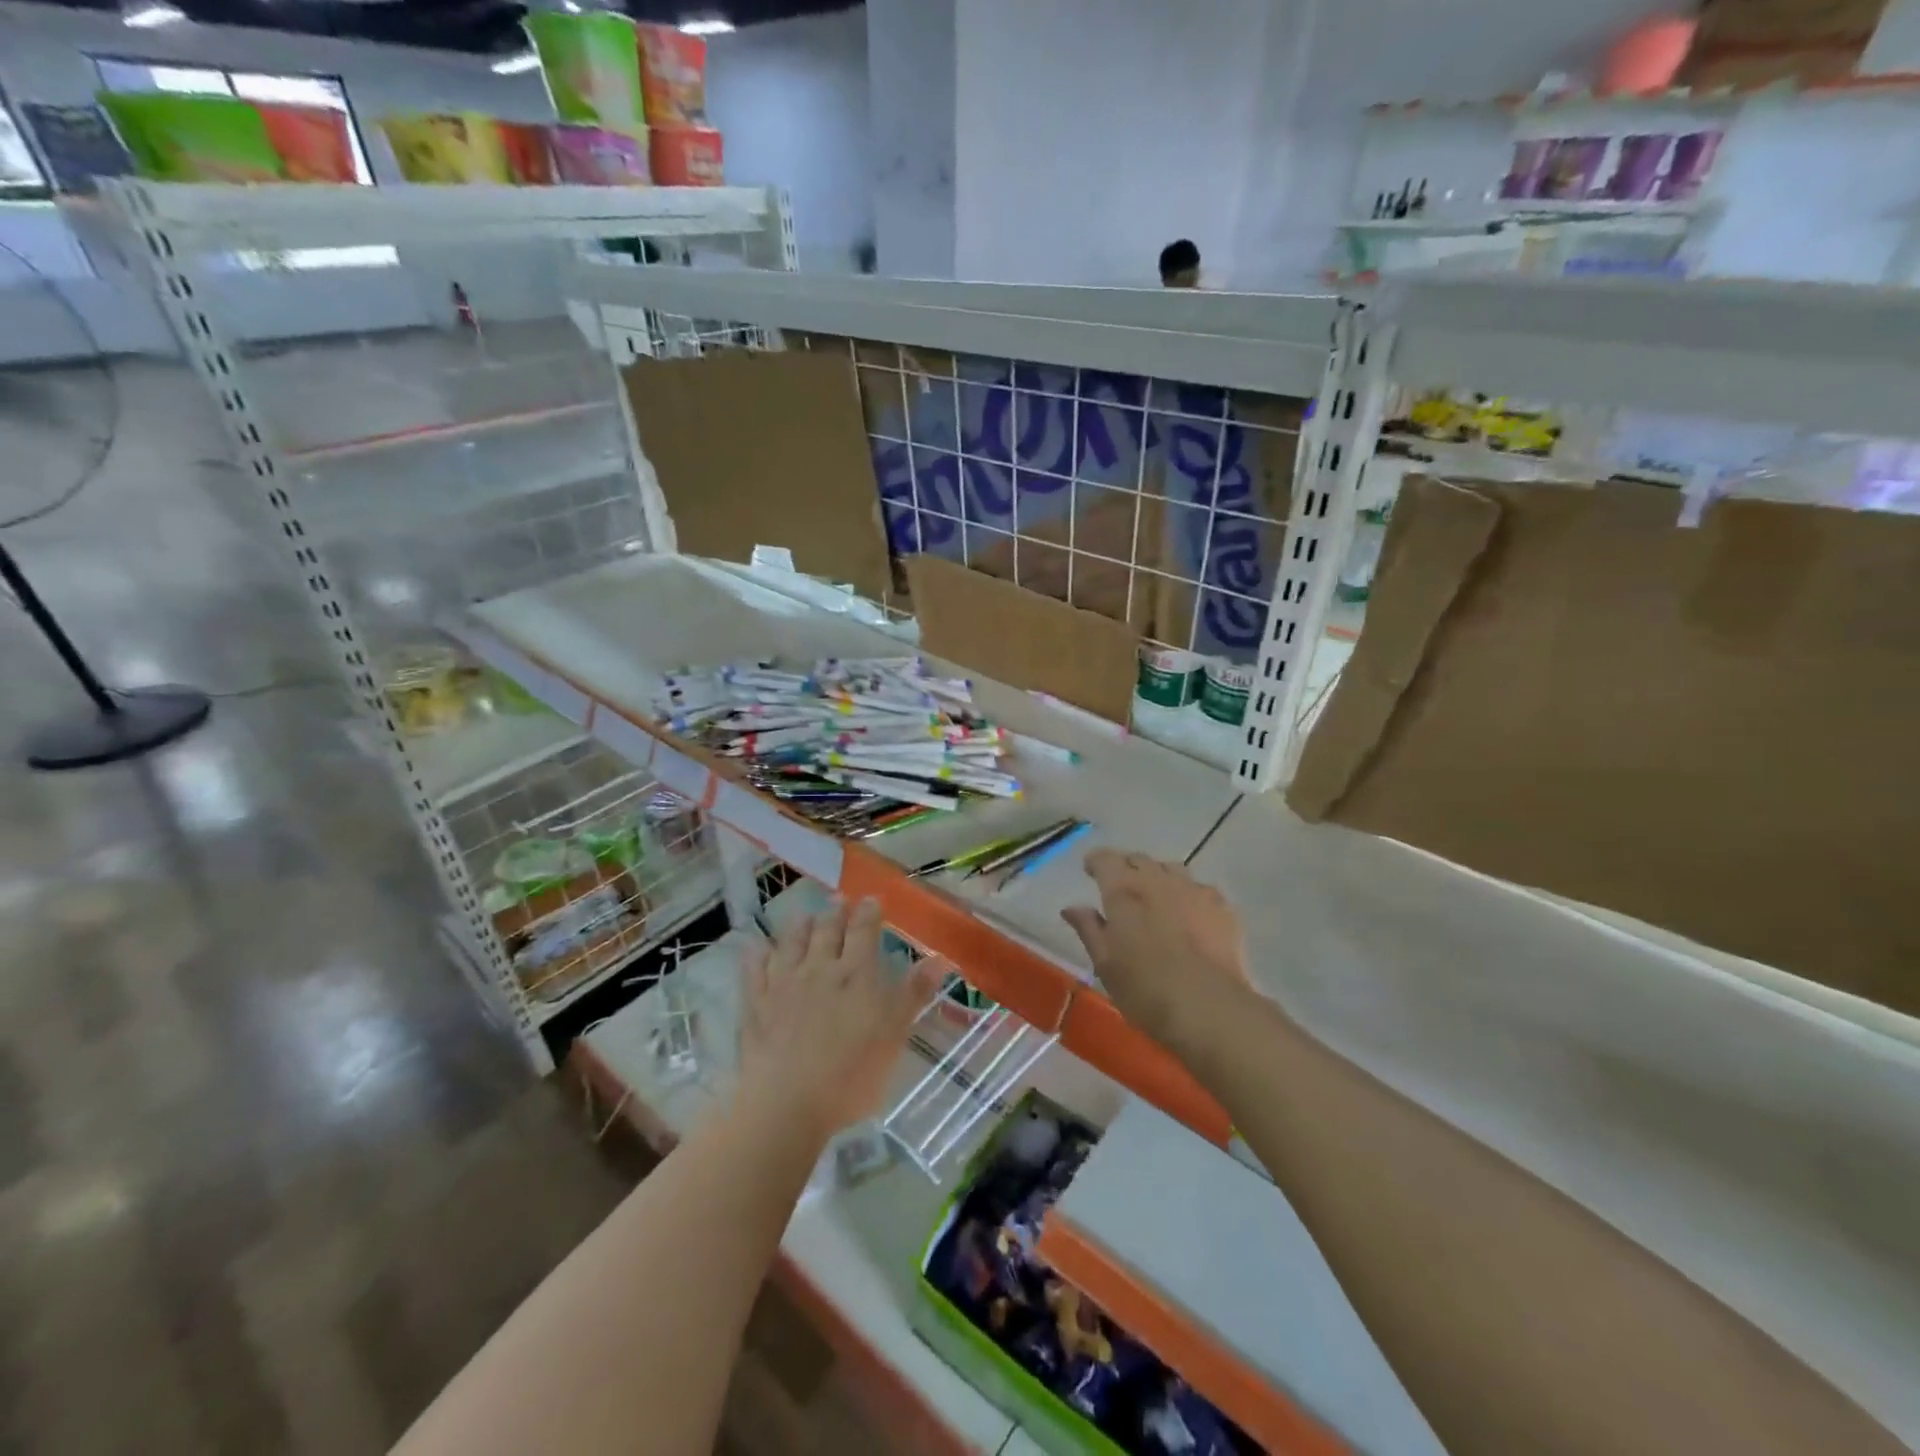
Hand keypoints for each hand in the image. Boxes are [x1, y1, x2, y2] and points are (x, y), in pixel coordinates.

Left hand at [736, 898, 943, 1140]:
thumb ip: (914, 994)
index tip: (871, 899)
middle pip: (827, 930)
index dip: (868, 912)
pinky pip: (755, 969)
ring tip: (804, 916)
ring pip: (792, 942)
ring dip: (800, 926)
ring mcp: (784, 983)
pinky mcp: (756, 1004)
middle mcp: (820, 968)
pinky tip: (758, 948)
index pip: (863, 931)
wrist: (788, 1103)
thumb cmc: (852, 1074)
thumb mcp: (894, 1035)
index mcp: (856, 974)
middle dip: (835, 912)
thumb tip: (938, 958)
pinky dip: (758, 954)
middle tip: (838, 900)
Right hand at [1061, 850, 1251, 1052]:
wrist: (1208, 1006)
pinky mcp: (1222, 907)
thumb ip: (1088, 929)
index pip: (1105, 859)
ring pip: (1172, 869)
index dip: (1096, 862)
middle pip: (1139, 859)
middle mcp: (1157, 880)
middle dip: (1127, 867)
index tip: (1090, 870)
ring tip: (1157, 898)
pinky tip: (1190, 915)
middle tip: (1121, 888)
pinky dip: (1189, 895)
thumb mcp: (1105, 963)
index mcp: (1123, 890)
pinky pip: (1200, 889)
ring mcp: (1194, 890)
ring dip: (1159, 877)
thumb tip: (1071, 908)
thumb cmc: (1145, 988)